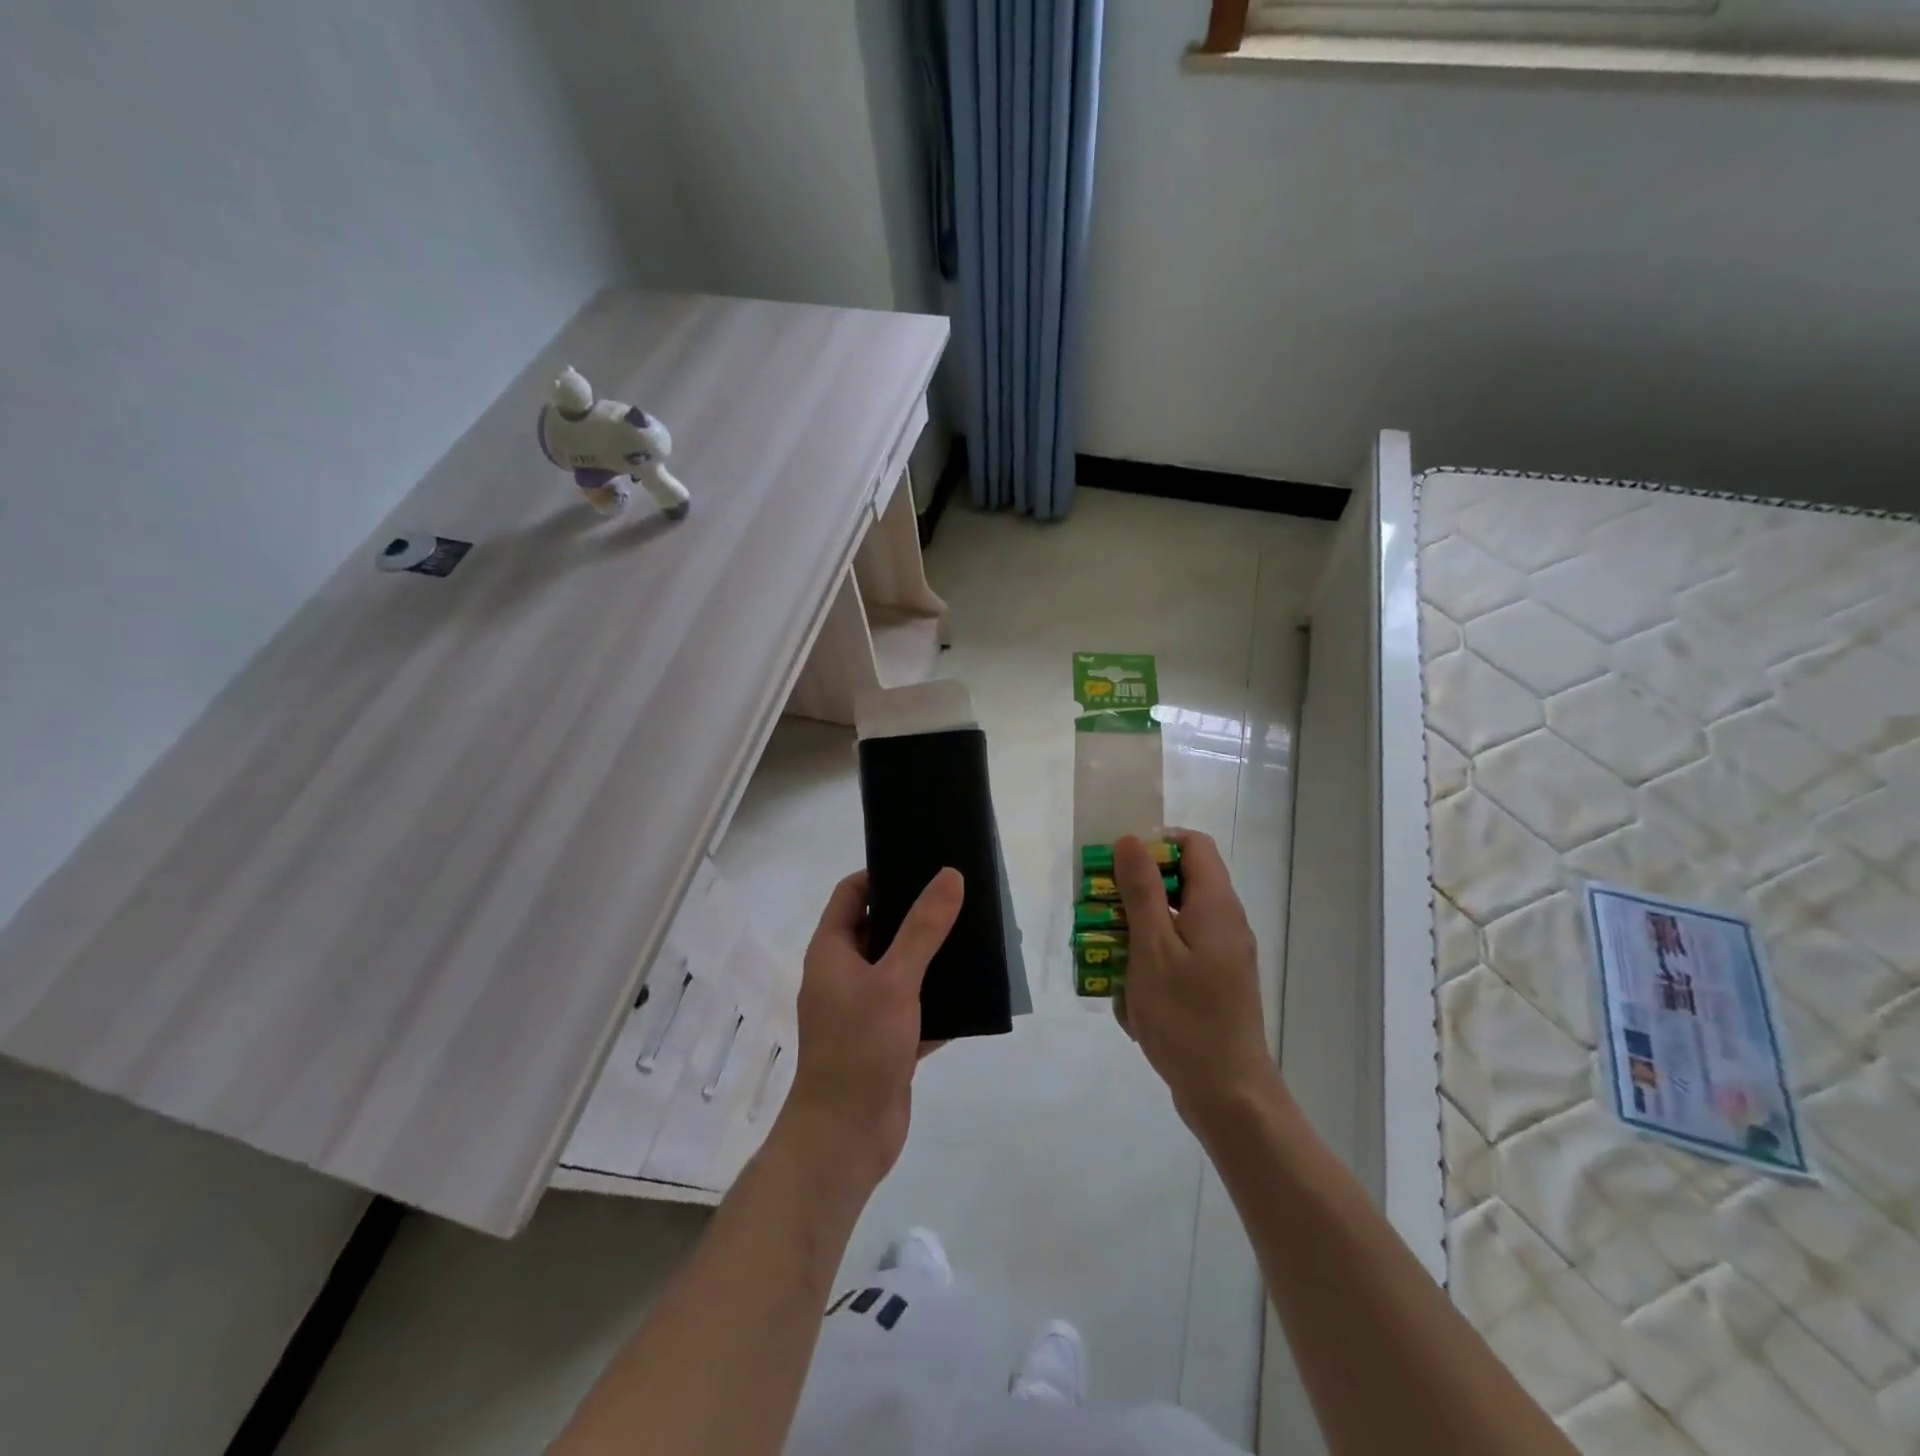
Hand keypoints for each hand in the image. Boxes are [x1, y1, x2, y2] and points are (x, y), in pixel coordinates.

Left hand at [778, 867, 963, 1187]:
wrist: (845, 1138)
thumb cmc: (859, 1047)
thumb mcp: (894, 980)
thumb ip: (923, 928)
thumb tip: (949, 875)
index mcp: (832, 951)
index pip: (851, 893)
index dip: (881, 873)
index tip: (922, 863)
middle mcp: (845, 974)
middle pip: (880, 928)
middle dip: (917, 914)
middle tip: (960, 896)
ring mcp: (866, 1009)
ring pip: (903, 969)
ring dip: (933, 957)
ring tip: (975, 936)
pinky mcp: (888, 1040)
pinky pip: (918, 1007)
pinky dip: (941, 1000)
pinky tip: (977, 991)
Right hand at [1112, 831, 1279, 1127]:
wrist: (1228, 1094)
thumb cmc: (1185, 1017)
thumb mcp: (1152, 948)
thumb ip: (1141, 891)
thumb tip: (1131, 840)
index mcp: (1215, 906)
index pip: (1193, 845)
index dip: (1156, 842)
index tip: (1118, 862)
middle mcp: (1225, 923)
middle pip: (1180, 883)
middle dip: (1136, 891)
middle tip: (1100, 910)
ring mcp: (1222, 956)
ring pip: (1175, 922)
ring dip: (1138, 931)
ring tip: (1106, 955)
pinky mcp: (1214, 984)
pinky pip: (1178, 955)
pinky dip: (1151, 962)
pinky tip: (1128, 994)